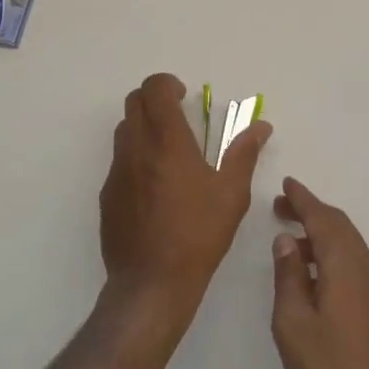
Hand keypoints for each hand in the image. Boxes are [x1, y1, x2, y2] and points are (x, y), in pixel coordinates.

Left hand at [99, 73, 271, 325]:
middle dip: (155, 100)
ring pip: (124, 129)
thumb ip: (244, 153)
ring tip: (168, 152)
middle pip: (134, 101)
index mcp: (167, 139)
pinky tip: (154, 188)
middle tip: (178, 118)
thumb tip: (260, 126)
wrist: (151, 284)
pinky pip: (119, 161)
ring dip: (143, 127)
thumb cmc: (198, 235)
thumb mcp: (232, 194)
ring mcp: (117, 171)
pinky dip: (134, 158)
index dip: (167, 84)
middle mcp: (136, 146)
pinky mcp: (107, 195)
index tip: (184, 96)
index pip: (154, 88)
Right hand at [271, 178, 368, 368]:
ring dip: (321, 234)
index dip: (302, 199)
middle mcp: (366, 267)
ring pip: (348, 244)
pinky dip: (333, 254)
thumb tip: (287, 240)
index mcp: (345, 264)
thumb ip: (288, 276)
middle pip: (338, 226)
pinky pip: (354, 263)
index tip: (285, 184)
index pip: (322, 217)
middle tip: (282, 207)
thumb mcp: (293, 323)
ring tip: (292, 241)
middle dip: (311, 212)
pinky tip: (315, 274)